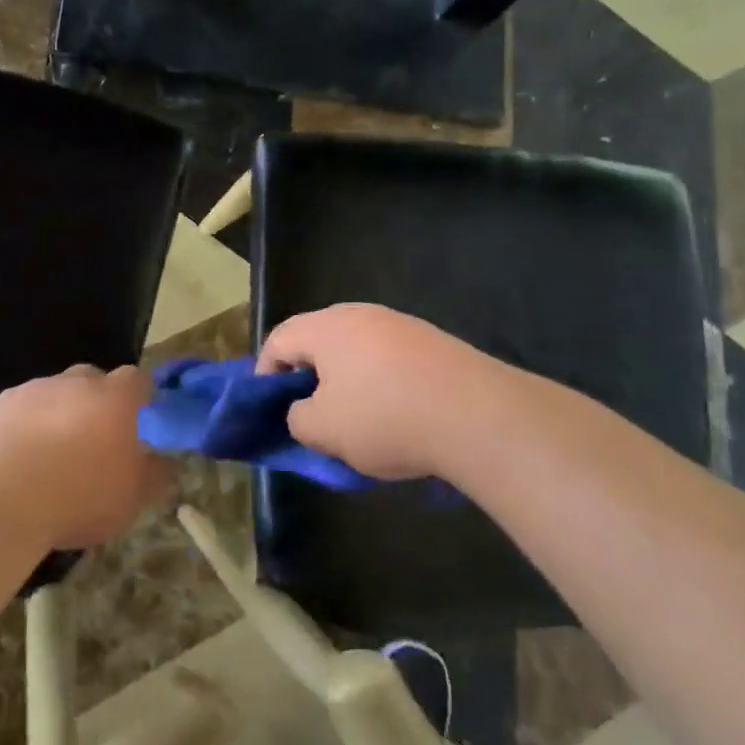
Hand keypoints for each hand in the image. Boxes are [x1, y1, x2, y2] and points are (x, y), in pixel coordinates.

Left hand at [0, 364, 171, 550]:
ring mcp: (26, 392)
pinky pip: (11, 415)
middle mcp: (71, 384)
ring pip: (48, 395)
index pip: (137, 379)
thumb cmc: (77, 496)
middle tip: (93, 439)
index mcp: (113, 398)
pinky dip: (16, 432)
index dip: (141, 394)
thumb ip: (154, 476)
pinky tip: (11, 466)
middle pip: (90, 379)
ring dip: (53, 416)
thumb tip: (165, 464)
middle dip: (95, 401)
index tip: (141, 414)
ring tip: (47, 458)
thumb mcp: (131, 499)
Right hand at [257, 304, 532, 480]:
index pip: (280, 338)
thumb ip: (297, 418)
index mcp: (328, 327)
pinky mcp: (433, 341)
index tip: (271, 406)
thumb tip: (303, 410)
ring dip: (345, 379)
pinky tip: (395, 415)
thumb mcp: (324, 430)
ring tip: (353, 419)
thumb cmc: (386, 418)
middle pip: (319, 338)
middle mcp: (362, 315)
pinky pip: (389, 358)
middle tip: (309, 412)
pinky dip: (380, 382)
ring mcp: (401, 325)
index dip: (266, 372)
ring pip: (356, 349)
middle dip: (307, 375)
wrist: (478, 415)